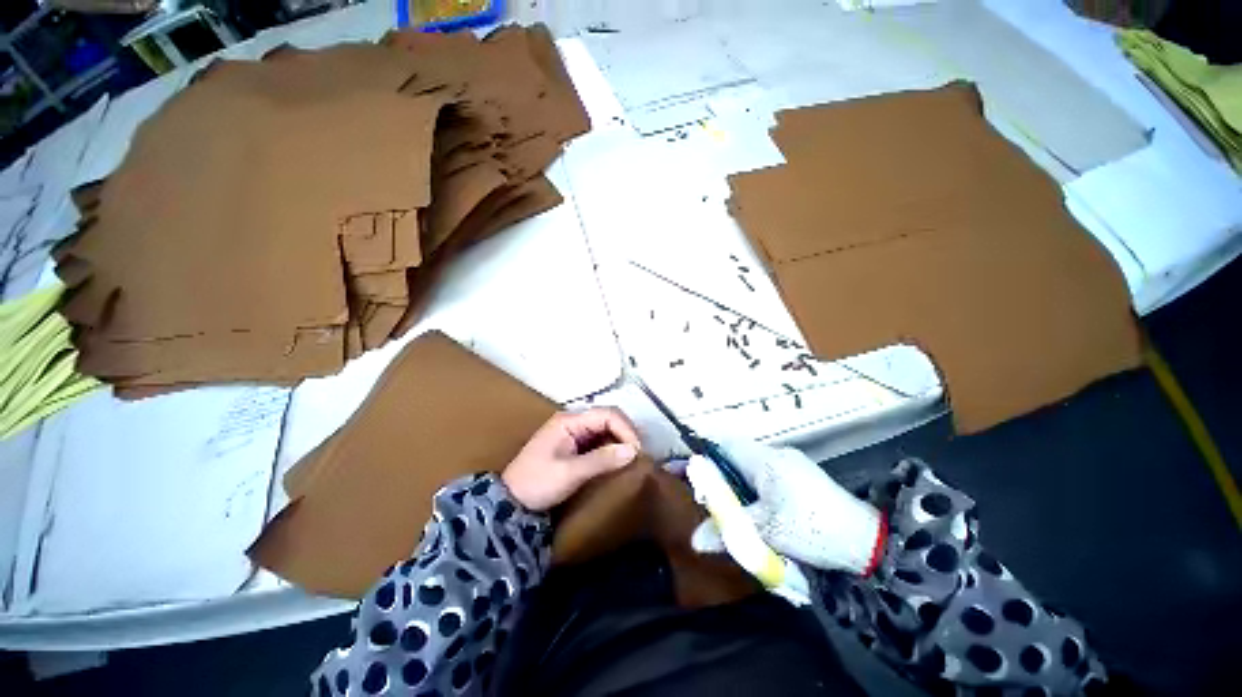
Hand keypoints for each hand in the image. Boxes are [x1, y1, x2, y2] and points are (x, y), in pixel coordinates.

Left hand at [502, 407, 640, 510]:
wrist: (509, 502)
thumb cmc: (537, 483)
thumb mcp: (570, 473)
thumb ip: (601, 460)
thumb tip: (633, 451)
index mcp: (569, 421)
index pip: (607, 414)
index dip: (626, 429)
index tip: (637, 451)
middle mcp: (573, 421)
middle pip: (607, 418)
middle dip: (625, 433)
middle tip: (638, 454)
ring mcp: (572, 432)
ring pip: (604, 428)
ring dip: (619, 440)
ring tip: (632, 456)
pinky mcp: (573, 445)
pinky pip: (598, 440)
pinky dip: (611, 447)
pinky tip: (618, 459)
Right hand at [690, 440, 883, 574]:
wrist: (869, 540)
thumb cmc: (812, 527)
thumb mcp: (767, 531)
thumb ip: (728, 530)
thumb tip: (694, 540)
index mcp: (765, 460)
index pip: (722, 444)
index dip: (699, 453)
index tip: (680, 467)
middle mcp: (774, 455)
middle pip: (732, 455)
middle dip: (714, 472)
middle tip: (701, 496)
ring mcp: (789, 464)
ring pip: (747, 467)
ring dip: (732, 482)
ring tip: (723, 506)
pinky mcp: (799, 477)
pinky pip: (763, 476)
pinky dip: (749, 488)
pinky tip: (750, 510)